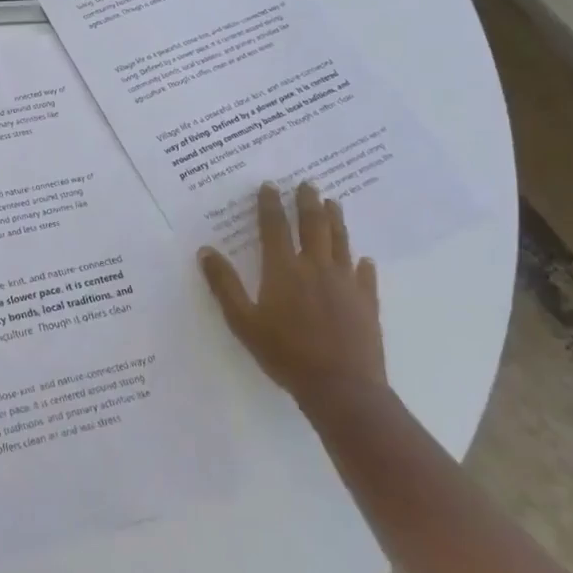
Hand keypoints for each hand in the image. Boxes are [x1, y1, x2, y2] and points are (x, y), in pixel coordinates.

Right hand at [198, 180, 385, 409]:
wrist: (342, 388)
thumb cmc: (286, 354)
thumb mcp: (243, 321)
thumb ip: (224, 285)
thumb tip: (206, 250)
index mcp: (283, 269)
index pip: (274, 227)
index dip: (270, 204)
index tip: (270, 185)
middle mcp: (315, 267)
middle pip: (312, 225)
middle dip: (308, 202)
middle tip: (307, 183)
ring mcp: (345, 283)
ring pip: (340, 242)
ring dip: (335, 220)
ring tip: (332, 203)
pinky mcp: (367, 303)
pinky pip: (365, 276)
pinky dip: (362, 264)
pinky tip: (364, 259)